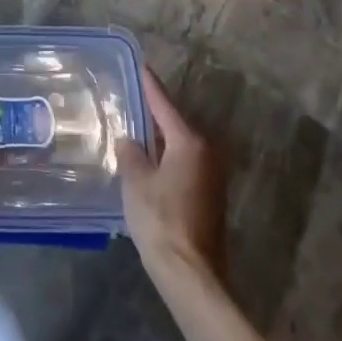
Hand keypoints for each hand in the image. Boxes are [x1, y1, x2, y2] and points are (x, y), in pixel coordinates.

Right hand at [118, 65, 228, 285]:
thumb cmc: (160, 220)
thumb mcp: (135, 181)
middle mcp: (206, 152)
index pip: (163, 104)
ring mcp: (212, 176)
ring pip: (180, 145)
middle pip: (174, 123)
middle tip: (131, 97)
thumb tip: (130, 141)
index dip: (149, 84)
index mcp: (188, 142)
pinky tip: (148, 161)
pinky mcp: (210, 197)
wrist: (192, 276)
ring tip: (135, 127)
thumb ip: (131, 153)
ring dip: (160, 138)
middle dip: (153, 112)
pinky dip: (166, 157)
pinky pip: (184, 163)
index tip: (141, 64)